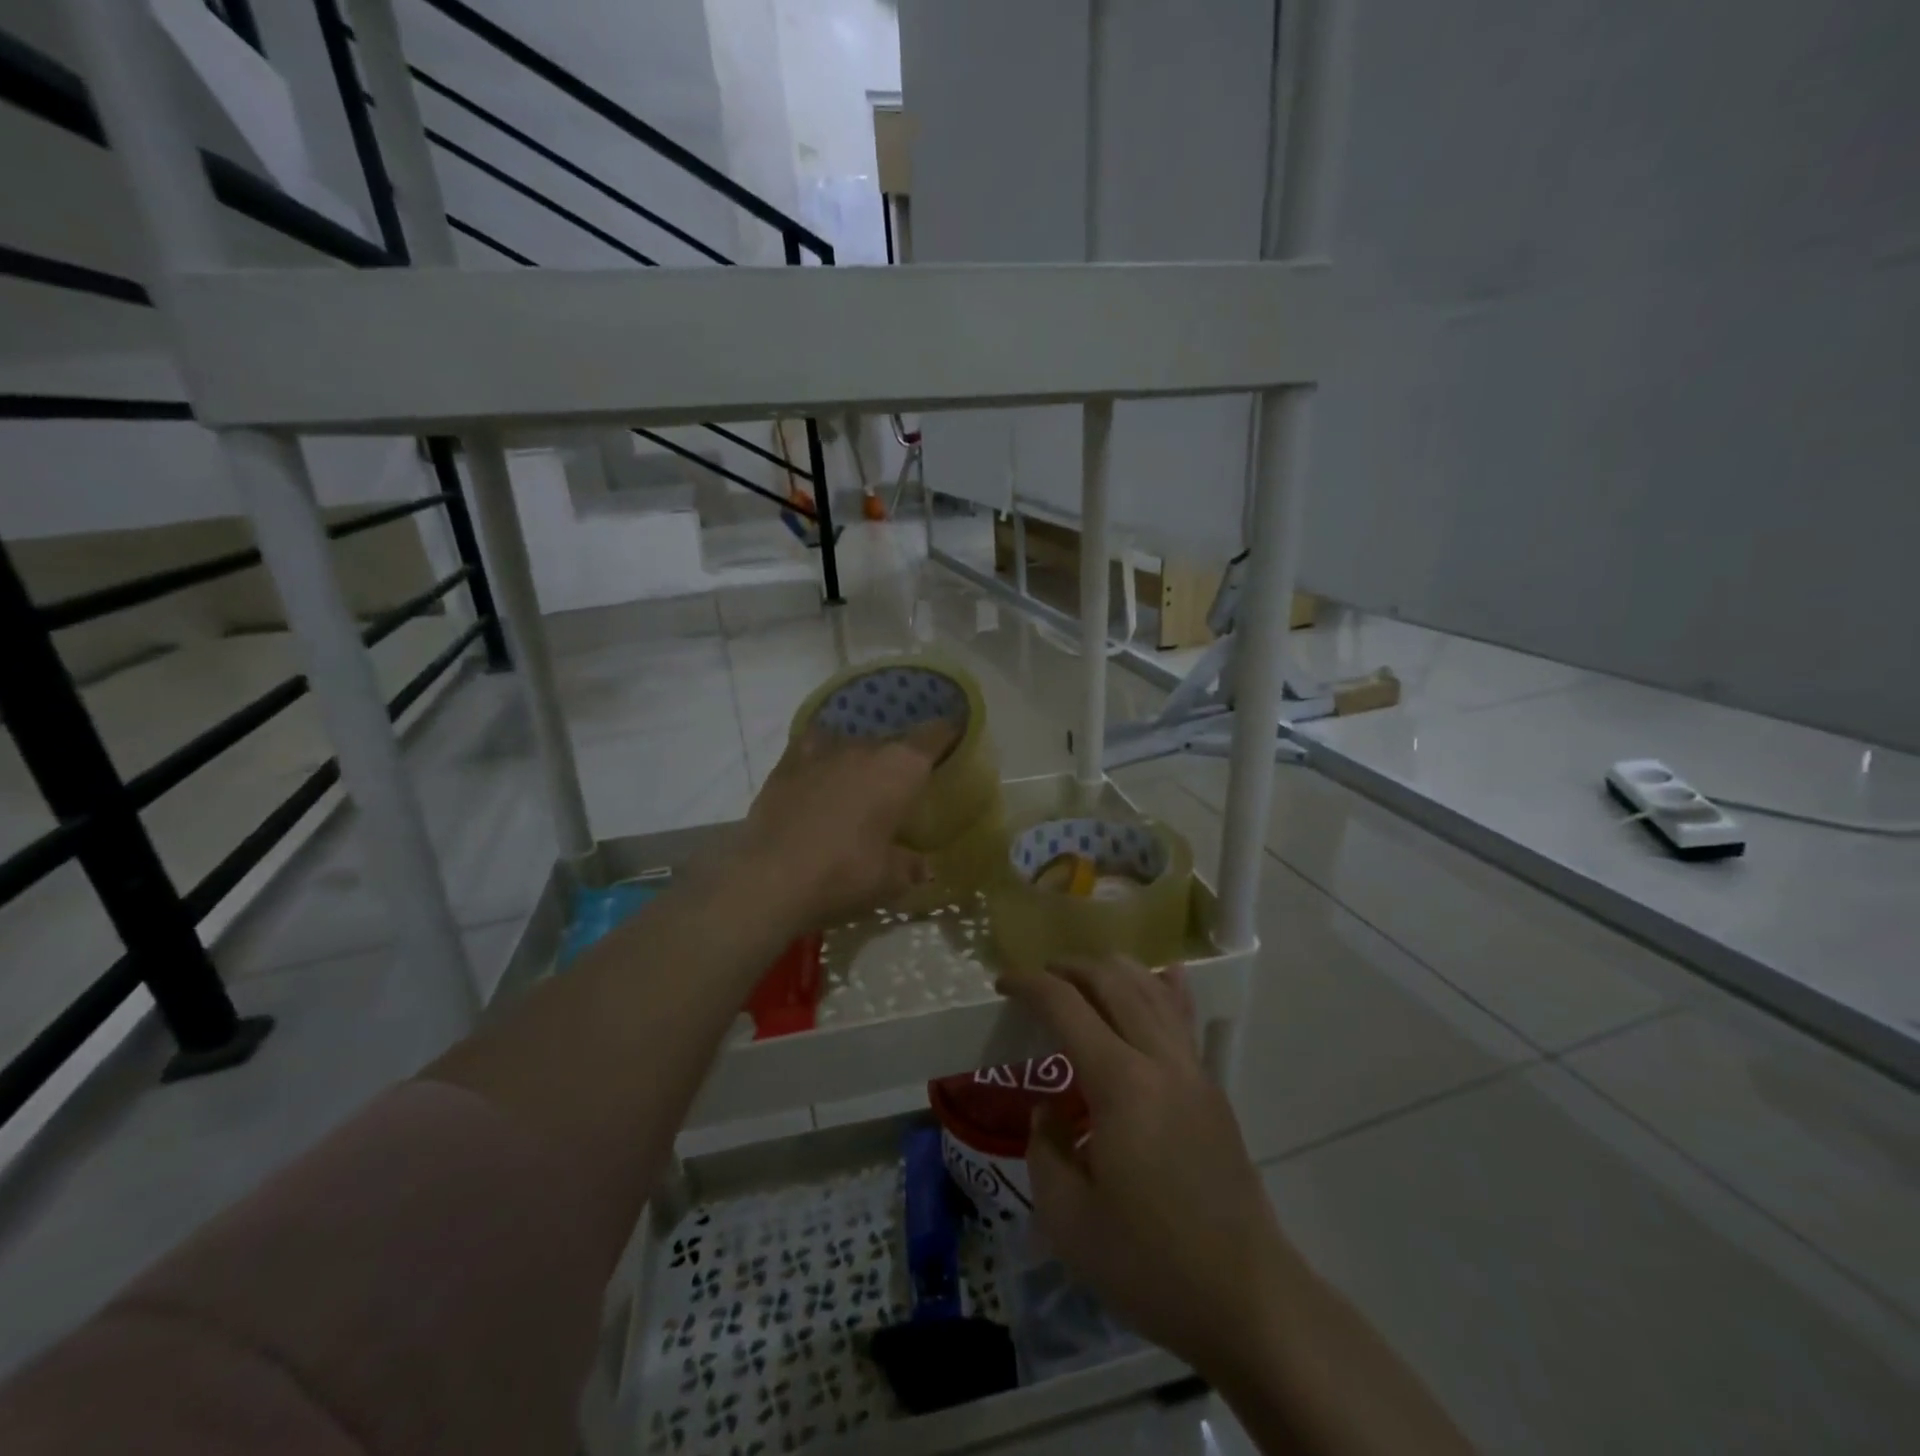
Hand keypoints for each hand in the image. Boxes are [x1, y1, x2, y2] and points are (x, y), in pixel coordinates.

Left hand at [736, 722, 955, 927]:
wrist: (770, 878)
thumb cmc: (844, 875)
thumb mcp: (890, 880)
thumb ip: (911, 866)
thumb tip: (923, 867)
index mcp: (900, 768)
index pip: (934, 735)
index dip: (947, 734)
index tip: (953, 736)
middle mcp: (864, 748)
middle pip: (891, 742)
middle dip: (899, 759)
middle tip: (901, 785)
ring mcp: (822, 752)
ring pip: (851, 743)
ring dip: (859, 759)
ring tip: (859, 781)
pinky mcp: (786, 763)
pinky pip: (813, 748)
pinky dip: (821, 758)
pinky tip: (820, 772)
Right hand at [1001, 958, 1295, 1380]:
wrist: (1248, 1300)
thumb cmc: (1150, 1264)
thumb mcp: (1069, 1220)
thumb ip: (1044, 1149)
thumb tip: (1047, 1110)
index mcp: (1121, 1084)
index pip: (1067, 1007)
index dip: (1030, 985)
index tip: (1002, 982)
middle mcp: (1160, 1060)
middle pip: (1113, 982)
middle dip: (1070, 969)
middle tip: (1038, 977)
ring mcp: (1193, 1071)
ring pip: (1153, 991)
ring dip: (1114, 971)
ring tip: (1083, 974)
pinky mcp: (1212, 1090)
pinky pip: (1184, 1020)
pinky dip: (1167, 988)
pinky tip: (1166, 974)